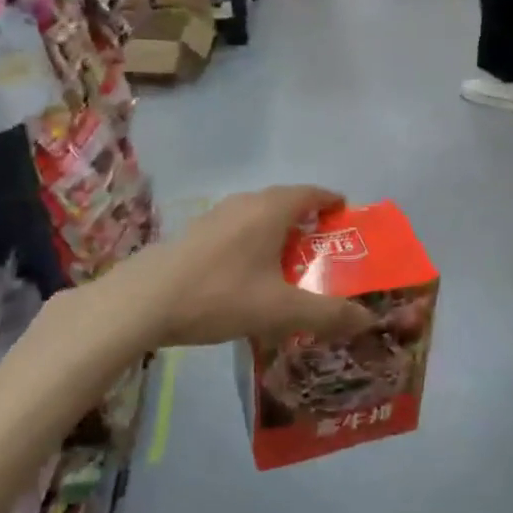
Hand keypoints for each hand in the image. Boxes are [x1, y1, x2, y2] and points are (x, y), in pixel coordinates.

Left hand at [113, 186, 373, 348]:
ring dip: (279, 231)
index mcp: (270, 209)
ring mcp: (216, 216)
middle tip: (326, 248)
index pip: (311, 193)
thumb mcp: (281, 311)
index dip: (332, 201)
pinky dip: (255, 242)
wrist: (144, 301)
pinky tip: (250, 274)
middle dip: (308, 220)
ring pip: (259, 215)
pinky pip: (238, 229)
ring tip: (291, 262)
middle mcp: (245, 203)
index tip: (347, 215)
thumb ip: (327, 314)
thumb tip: (368, 319)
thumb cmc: (220, 296)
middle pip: (286, 202)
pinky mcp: (196, 233)